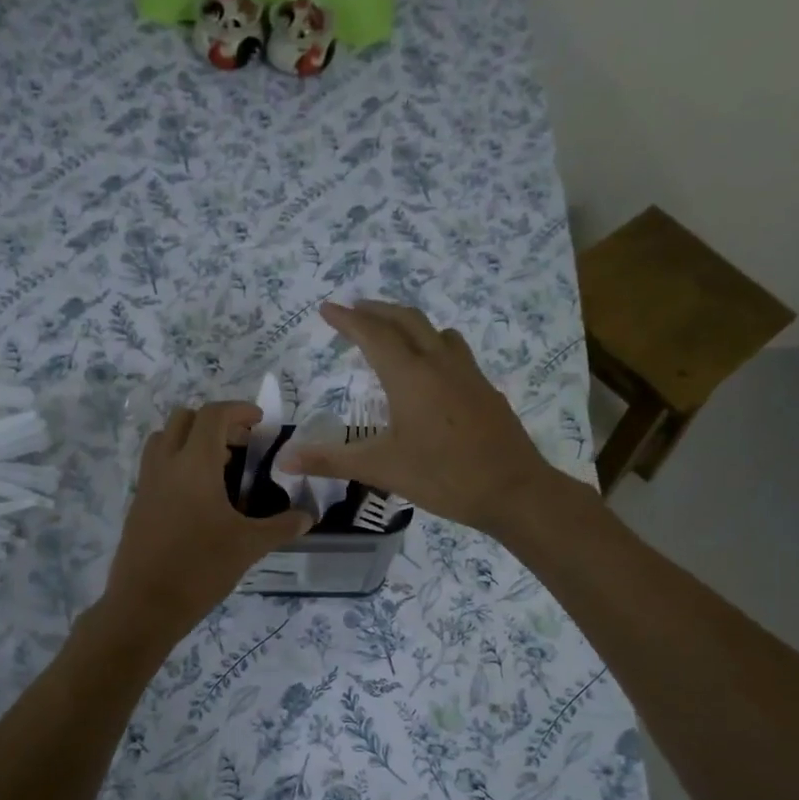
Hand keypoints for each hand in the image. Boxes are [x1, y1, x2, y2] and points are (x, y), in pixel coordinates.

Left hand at [103, 402, 313, 639]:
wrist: (145, 605)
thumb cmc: (201, 568)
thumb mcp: (249, 546)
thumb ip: (282, 526)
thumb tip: (308, 517)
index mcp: (195, 464)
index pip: (213, 415)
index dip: (239, 410)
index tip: (260, 422)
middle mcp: (166, 464)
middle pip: (184, 418)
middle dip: (215, 422)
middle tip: (242, 444)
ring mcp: (147, 483)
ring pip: (165, 439)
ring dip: (192, 440)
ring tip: (221, 467)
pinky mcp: (138, 504)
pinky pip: (157, 466)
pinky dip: (179, 463)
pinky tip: (201, 497)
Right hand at [276, 300, 560, 533]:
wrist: (514, 490)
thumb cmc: (444, 477)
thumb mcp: (382, 469)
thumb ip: (332, 460)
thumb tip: (284, 461)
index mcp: (410, 376)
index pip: (373, 334)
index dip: (347, 320)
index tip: (326, 309)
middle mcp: (439, 363)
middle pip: (406, 320)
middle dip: (376, 311)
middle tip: (354, 311)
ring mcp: (468, 373)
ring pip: (435, 331)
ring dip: (407, 323)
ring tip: (390, 333)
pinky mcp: (485, 389)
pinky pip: (453, 350)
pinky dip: (432, 344)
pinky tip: (431, 371)